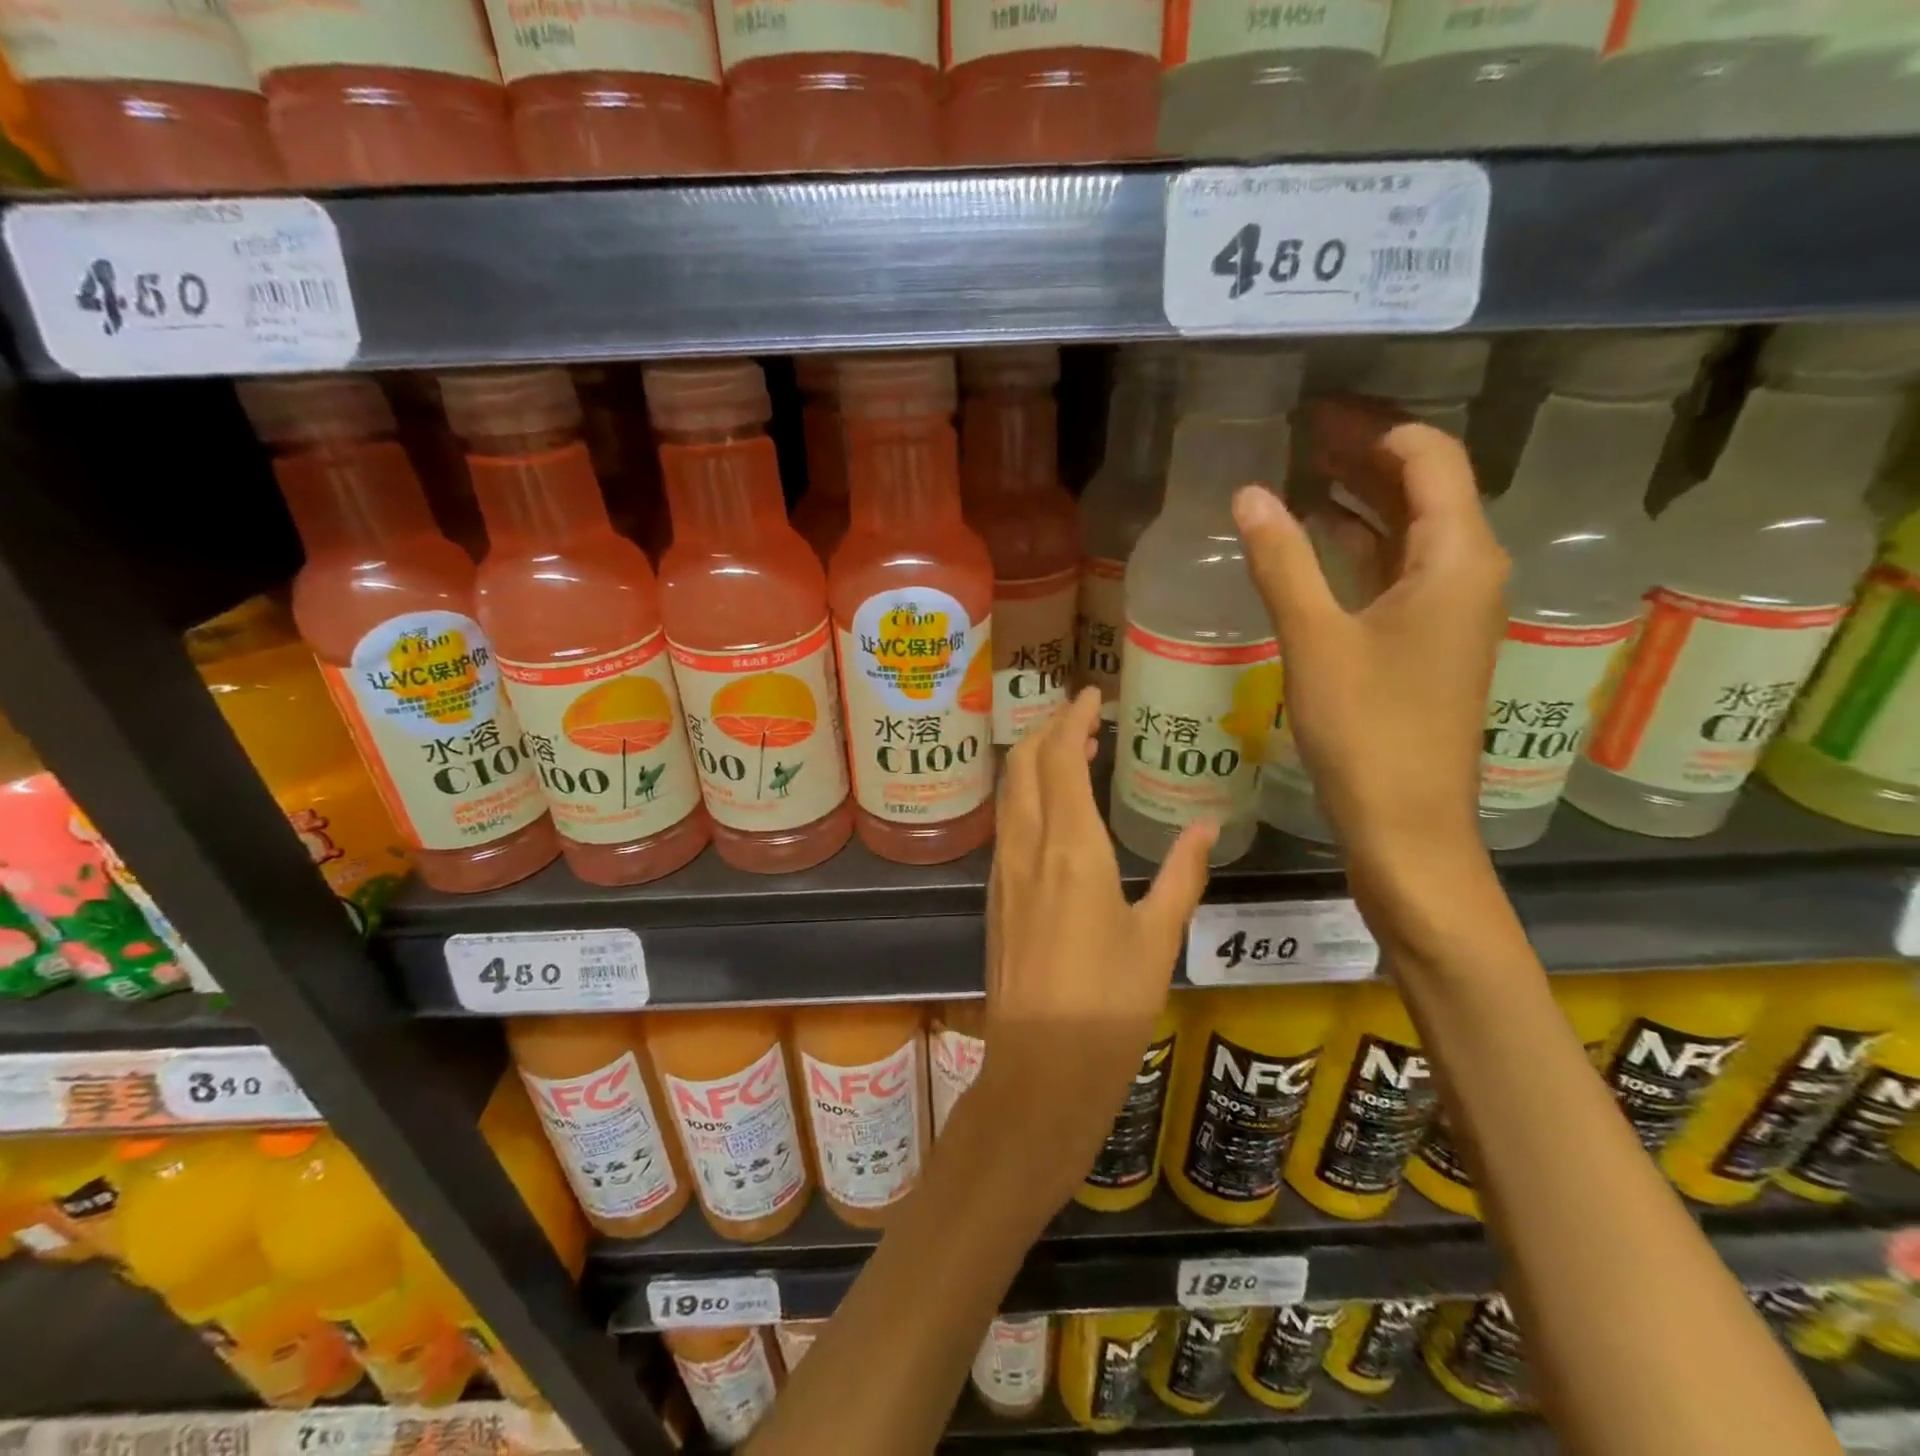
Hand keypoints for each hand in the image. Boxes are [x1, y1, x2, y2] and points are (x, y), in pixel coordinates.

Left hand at [974, 688, 1214, 1211]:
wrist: (1040, 1067)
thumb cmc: (1109, 1006)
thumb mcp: (1159, 939)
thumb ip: (1182, 875)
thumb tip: (1205, 827)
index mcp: (1071, 849)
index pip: (1059, 759)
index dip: (1072, 719)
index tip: (1092, 694)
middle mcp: (1028, 849)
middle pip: (1024, 765)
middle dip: (1048, 729)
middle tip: (1082, 716)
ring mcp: (1004, 872)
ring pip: (1010, 794)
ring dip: (1034, 761)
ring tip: (1071, 752)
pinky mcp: (996, 896)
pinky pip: (1007, 825)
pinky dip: (1026, 797)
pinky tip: (1052, 810)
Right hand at [1232, 402, 1508, 871]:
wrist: (1407, 823)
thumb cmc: (1367, 729)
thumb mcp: (1316, 639)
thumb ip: (1282, 561)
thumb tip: (1245, 494)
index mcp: (1457, 558)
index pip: (1430, 458)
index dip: (1377, 427)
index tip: (1319, 411)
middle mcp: (1468, 573)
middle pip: (1424, 488)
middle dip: (1366, 454)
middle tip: (1302, 430)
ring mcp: (1452, 611)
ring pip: (1410, 531)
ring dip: (1361, 498)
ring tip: (1302, 472)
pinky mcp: (1429, 642)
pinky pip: (1399, 570)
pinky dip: (1361, 545)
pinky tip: (1319, 539)